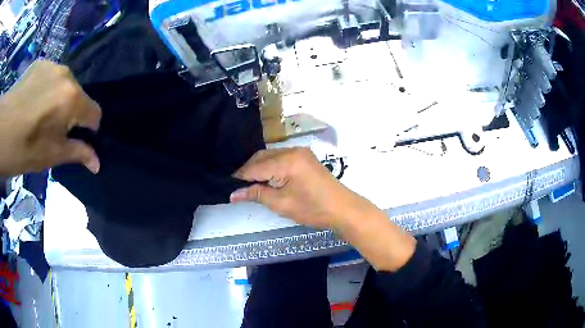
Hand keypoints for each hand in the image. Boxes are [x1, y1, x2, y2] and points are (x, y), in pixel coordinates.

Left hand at [0, 61, 100, 175]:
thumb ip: (77, 154)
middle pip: (78, 97)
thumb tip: (97, 163)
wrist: (2, 128)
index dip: (89, 130)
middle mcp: (67, 75)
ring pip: (64, 85)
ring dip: (58, 100)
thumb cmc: (23, 147)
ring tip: (40, 115)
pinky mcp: (40, 63)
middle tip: (52, 131)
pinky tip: (33, 101)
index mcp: (72, 98)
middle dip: (71, 114)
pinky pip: (51, 76)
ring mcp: (52, 65)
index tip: (75, 141)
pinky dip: (47, 89)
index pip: (95, 113)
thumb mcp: (51, 156)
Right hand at [231, 147, 374, 229]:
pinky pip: (281, 157)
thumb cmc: (313, 209)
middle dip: (248, 170)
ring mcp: (300, 152)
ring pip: (271, 156)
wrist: (343, 209)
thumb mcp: (281, 204)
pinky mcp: (305, 157)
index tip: (228, 186)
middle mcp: (292, 150)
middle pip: (261, 157)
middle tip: (238, 186)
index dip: (240, 176)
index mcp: (286, 161)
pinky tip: (266, 177)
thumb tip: (234, 194)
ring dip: (259, 167)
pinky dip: (271, 166)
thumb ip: (256, 194)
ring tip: (250, 184)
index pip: (255, 166)